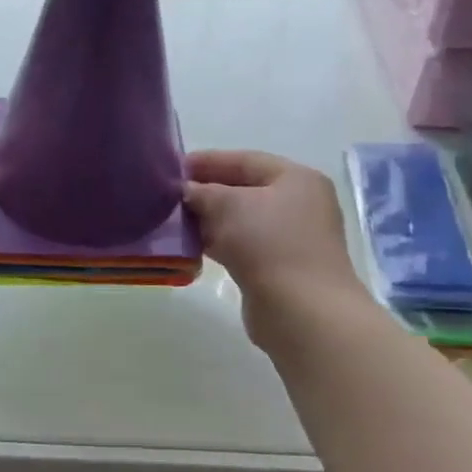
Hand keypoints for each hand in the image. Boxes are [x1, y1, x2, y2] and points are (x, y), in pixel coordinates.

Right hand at [185, 150, 362, 337]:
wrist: (302, 312)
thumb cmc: (268, 244)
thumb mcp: (227, 206)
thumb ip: (202, 192)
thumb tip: (185, 191)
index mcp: (297, 179)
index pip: (246, 160)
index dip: (208, 161)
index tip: (173, 168)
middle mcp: (300, 205)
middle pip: (245, 190)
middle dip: (207, 192)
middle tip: (170, 196)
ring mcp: (293, 239)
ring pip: (243, 221)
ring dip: (210, 220)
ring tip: (175, 221)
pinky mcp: (281, 268)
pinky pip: (245, 246)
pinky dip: (220, 243)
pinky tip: (194, 247)